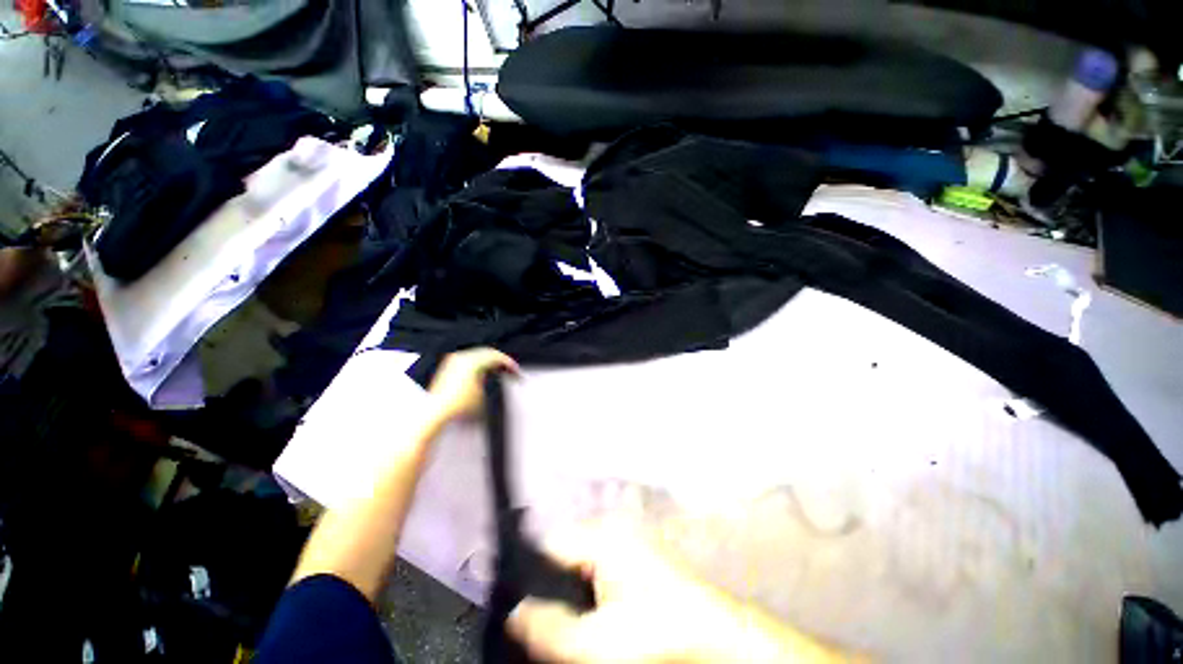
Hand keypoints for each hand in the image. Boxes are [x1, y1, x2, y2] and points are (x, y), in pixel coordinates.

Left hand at [427, 348, 518, 421]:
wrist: (436, 412)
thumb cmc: (458, 405)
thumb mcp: (485, 393)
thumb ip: (494, 379)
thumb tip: (499, 375)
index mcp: (472, 360)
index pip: (496, 356)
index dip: (508, 363)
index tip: (515, 369)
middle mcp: (462, 357)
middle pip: (487, 352)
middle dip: (500, 360)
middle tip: (510, 368)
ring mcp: (454, 361)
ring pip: (478, 354)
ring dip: (490, 361)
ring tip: (499, 369)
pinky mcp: (449, 366)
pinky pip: (469, 359)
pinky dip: (479, 363)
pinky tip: (484, 371)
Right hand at [507, 524, 848, 663]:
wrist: (714, 634)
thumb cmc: (653, 634)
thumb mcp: (594, 642)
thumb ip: (548, 627)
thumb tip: (513, 612)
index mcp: (600, 536)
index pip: (549, 543)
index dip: (528, 571)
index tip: (516, 601)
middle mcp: (612, 529)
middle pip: (565, 552)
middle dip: (551, 583)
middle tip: (545, 619)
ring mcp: (628, 541)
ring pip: (582, 561)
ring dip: (571, 588)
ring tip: (571, 619)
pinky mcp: (638, 556)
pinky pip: (601, 566)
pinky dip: (591, 587)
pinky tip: (596, 613)